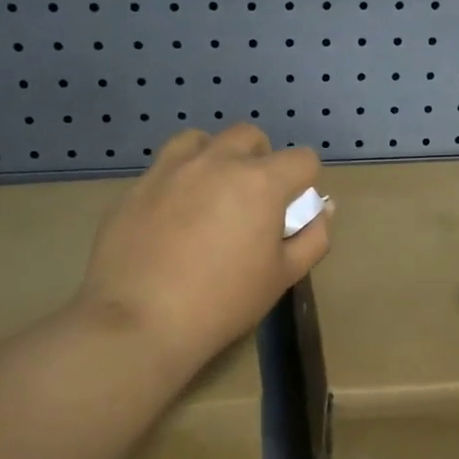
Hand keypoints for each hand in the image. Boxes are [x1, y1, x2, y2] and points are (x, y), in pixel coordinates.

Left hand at [78, 126, 329, 374]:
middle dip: (260, 160)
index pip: (302, 158)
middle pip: (249, 136)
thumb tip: (323, 210)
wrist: (139, 321)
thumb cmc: (223, 302)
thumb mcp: (282, 276)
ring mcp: (170, 169)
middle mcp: (216, 161)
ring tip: (210, 194)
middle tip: (252, 201)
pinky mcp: (136, 187)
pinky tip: (171, 217)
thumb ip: (312, 237)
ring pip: (201, 140)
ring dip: (215, 157)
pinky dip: (178, 180)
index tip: (292, 211)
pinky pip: (165, 168)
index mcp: (260, 181)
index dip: (305, 183)